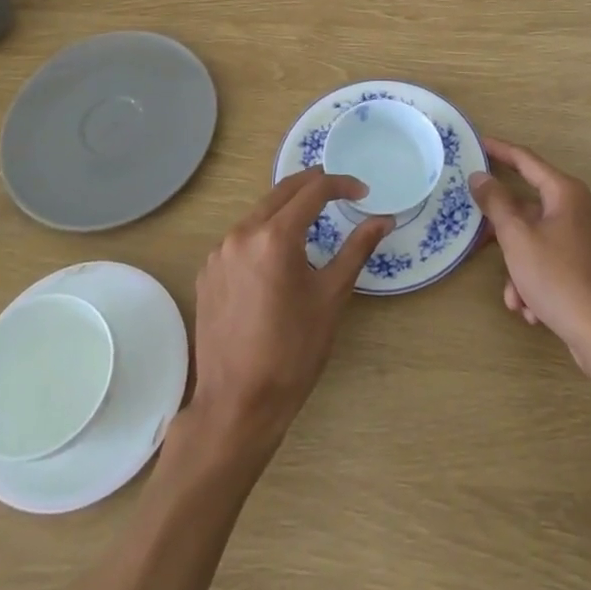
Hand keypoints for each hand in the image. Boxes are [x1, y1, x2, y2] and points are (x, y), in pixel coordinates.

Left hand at [188, 169, 392, 453]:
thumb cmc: (292, 352)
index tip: (363, 193)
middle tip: (340, 193)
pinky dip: (263, 235)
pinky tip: (277, 258)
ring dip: (287, 210)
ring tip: (312, 223)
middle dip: (313, 186)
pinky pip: (240, 238)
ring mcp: (219, 252)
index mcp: (275, 236)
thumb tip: (383, 220)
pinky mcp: (207, 272)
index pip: (313, 190)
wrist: (237, 405)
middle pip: (282, 192)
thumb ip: (357, 249)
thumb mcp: (331, 297)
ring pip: (259, 213)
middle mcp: (242, 233)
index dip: (342, 184)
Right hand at [470, 137, 590, 370]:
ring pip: (536, 239)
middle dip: (502, 228)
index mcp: (565, 193)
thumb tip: (480, 176)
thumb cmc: (557, 278)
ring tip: (512, 296)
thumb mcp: (517, 238)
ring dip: (517, 265)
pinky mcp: (586, 266)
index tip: (476, 144)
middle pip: (528, 206)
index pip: (526, 160)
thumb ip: (496, 203)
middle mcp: (578, 209)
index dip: (499, 150)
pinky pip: (549, 261)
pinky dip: (534, 279)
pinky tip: (529, 309)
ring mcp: (584, 239)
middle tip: (475, 231)